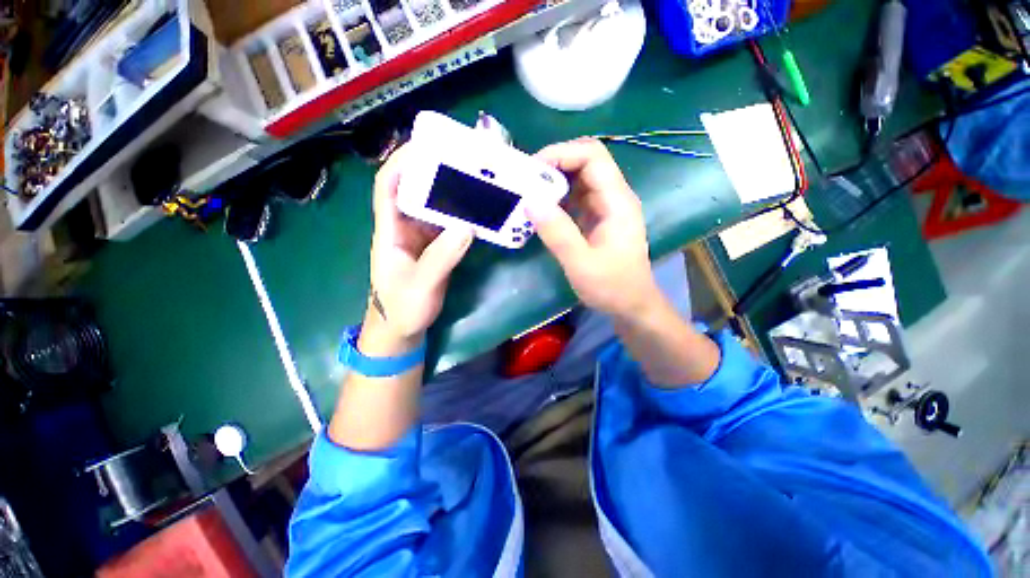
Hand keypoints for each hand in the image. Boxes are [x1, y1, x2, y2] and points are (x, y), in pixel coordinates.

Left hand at [366, 144, 472, 344]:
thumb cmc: (402, 308)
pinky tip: (479, 212)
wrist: (402, 329)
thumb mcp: (420, 285)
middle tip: (463, 160)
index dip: (402, 163)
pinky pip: (448, 225)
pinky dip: (462, 216)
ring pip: (434, 207)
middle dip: (434, 172)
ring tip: (476, 180)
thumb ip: (442, 257)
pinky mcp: (436, 248)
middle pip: (415, 190)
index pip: (388, 186)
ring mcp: (422, 238)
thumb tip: (467, 226)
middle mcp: (404, 227)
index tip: (427, 146)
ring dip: (452, 193)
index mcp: (390, 231)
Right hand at [527, 138, 659, 318]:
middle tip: (525, 182)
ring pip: (578, 180)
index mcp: (617, 201)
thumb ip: (557, 232)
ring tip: (528, 195)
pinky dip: (557, 200)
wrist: (631, 305)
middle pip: (585, 163)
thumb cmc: (612, 287)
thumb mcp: (581, 263)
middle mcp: (613, 197)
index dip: (561, 153)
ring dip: (553, 183)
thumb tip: (530, 200)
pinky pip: (575, 199)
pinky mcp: (597, 219)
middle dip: (553, 166)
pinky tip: (541, 212)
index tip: (532, 169)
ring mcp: (605, 208)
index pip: (592, 156)